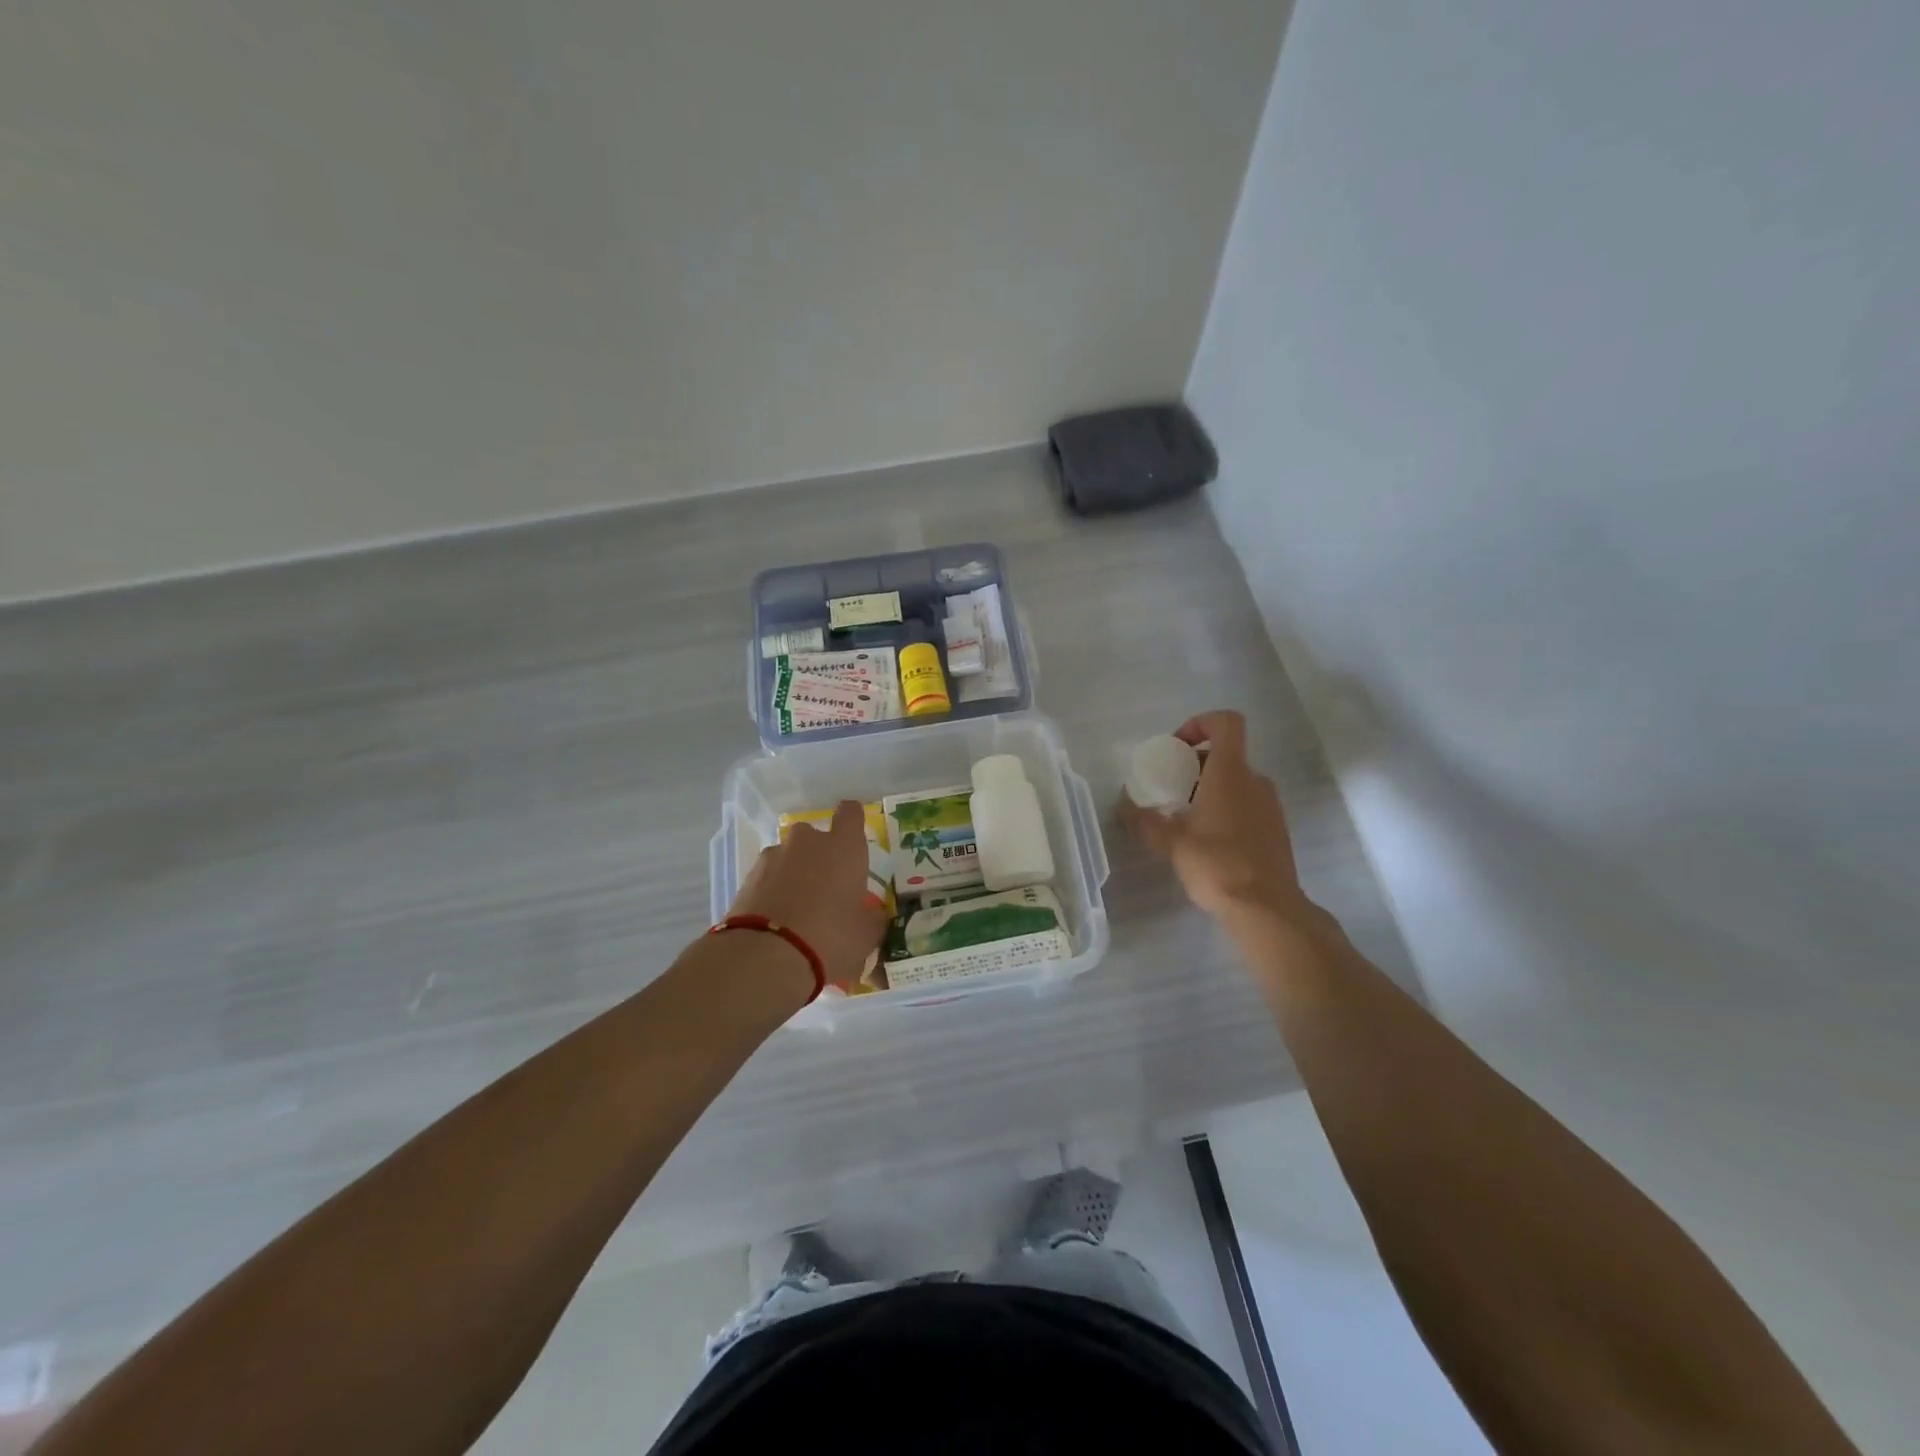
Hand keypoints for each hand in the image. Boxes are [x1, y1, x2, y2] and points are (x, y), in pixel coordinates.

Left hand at [729, 800, 886, 990]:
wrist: (765, 956)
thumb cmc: (830, 937)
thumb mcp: (866, 935)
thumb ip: (873, 918)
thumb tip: (874, 914)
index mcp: (843, 847)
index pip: (851, 813)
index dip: (853, 821)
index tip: (853, 839)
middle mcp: (808, 841)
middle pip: (816, 837)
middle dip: (820, 857)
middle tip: (827, 890)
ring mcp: (774, 856)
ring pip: (790, 858)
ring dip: (795, 875)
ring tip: (797, 913)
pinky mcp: (748, 876)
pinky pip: (768, 878)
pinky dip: (774, 892)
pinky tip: (778, 921)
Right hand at [1123, 710, 1310, 922]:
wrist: (1266, 908)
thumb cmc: (1217, 864)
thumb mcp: (1171, 842)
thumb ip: (1145, 820)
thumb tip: (1126, 806)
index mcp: (1230, 773)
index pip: (1226, 723)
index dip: (1200, 723)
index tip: (1176, 749)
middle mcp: (1255, 781)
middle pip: (1226, 754)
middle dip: (1195, 765)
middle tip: (1170, 790)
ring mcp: (1270, 805)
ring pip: (1236, 781)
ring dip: (1209, 790)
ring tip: (1185, 819)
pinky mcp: (1276, 829)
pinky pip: (1247, 804)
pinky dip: (1225, 810)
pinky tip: (1207, 841)